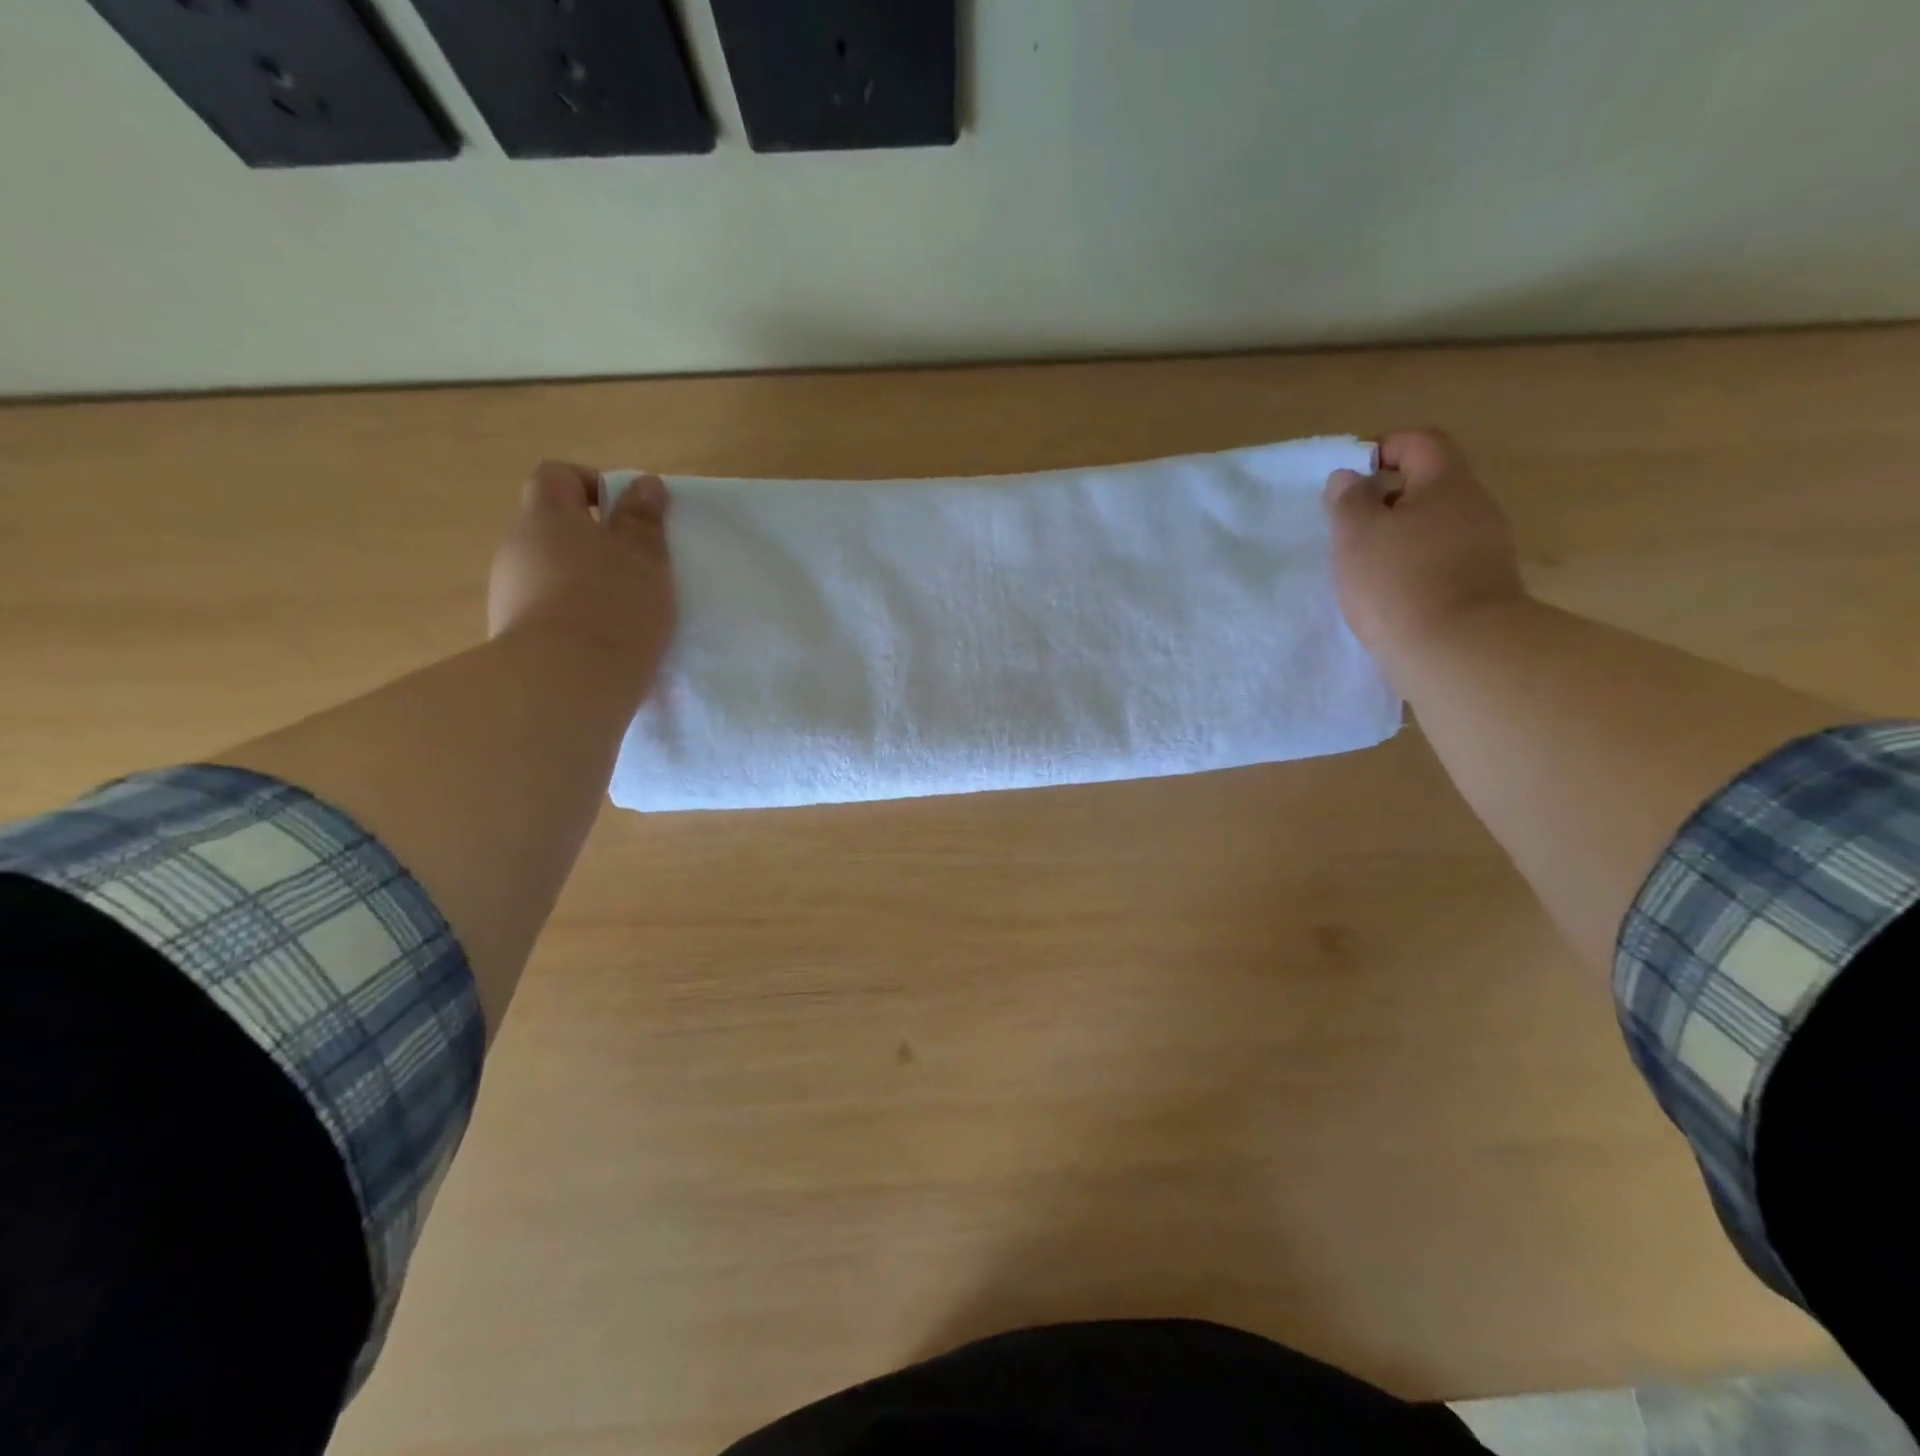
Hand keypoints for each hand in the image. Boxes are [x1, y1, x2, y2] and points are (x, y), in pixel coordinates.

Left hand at [487, 462, 674, 705]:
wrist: (565, 684)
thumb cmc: (613, 606)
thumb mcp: (644, 557)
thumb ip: (643, 518)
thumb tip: (643, 483)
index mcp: (547, 517)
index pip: (557, 476)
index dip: (592, 484)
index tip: (628, 514)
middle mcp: (517, 548)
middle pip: (553, 528)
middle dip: (594, 542)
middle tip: (637, 569)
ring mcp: (508, 594)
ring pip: (550, 573)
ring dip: (584, 583)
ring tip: (626, 614)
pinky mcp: (512, 636)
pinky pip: (547, 612)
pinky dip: (574, 618)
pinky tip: (604, 643)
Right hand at [1323, 429, 1524, 675]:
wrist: (1457, 650)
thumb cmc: (1398, 581)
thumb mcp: (1356, 535)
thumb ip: (1348, 500)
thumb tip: (1349, 478)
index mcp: (1447, 483)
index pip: (1420, 442)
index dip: (1383, 449)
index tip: (1350, 479)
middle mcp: (1475, 508)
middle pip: (1429, 486)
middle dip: (1386, 500)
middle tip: (1349, 528)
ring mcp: (1485, 549)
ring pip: (1434, 527)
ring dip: (1398, 538)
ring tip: (1363, 567)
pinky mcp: (1482, 586)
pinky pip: (1441, 561)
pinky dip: (1412, 568)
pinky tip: (1388, 595)